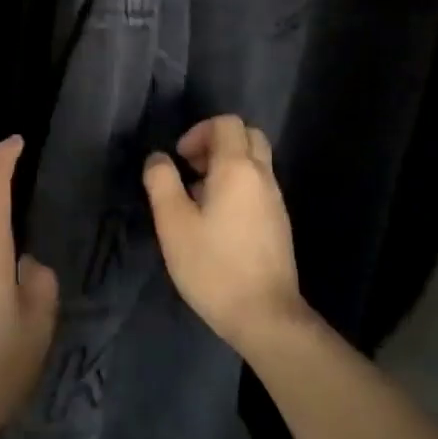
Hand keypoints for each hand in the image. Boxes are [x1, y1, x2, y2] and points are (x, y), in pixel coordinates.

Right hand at [143, 115, 312, 356]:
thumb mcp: (173, 223)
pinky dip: (237, 186)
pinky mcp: (279, 222)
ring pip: (255, 162)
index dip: (199, 131)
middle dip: (217, 142)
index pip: (227, 123)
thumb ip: (162, 183)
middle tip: (191, 169)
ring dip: (226, 166)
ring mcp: (275, 200)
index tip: (180, 159)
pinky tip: (216, 220)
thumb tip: (158, 158)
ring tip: (198, 197)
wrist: (264, 314)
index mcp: (238, 168)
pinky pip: (258, 186)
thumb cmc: (213, 266)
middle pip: (247, 136)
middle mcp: (262, 176)